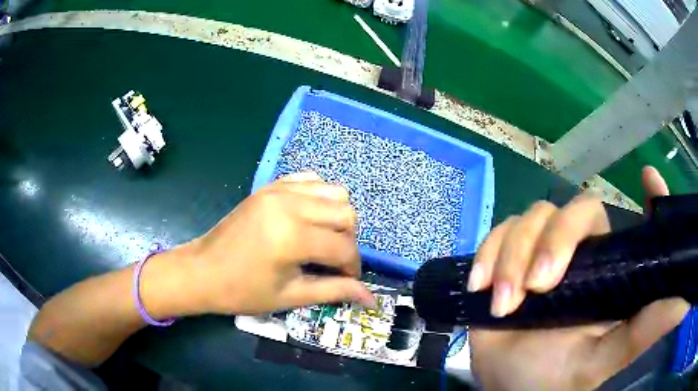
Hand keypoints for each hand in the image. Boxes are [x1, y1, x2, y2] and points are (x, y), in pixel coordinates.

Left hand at [170, 172, 374, 315]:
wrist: (202, 271)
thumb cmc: (242, 291)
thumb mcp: (290, 296)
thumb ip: (334, 291)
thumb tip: (371, 299)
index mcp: (293, 236)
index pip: (344, 247)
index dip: (353, 267)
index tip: (347, 280)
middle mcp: (290, 205)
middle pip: (346, 213)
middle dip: (348, 240)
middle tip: (333, 261)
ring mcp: (279, 190)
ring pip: (334, 192)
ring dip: (337, 217)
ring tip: (322, 239)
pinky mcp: (270, 186)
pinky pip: (310, 180)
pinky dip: (319, 197)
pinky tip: (308, 218)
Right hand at [467, 166, 688, 389]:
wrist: (502, 385)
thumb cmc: (554, 379)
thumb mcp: (603, 359)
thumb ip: (647, 329)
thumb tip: (688, 300)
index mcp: (611, 273)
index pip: (638, 223)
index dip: (650, 197)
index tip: (649, 179)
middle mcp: (583, 254)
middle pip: (575, 211)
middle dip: (553, 243)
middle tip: (537, 287)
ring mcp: (543, 252)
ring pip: (532, 218)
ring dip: (512, 257)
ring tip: (504, 303)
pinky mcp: (508, 256)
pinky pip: (499, 231)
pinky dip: (488, 254)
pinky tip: (481, 286)